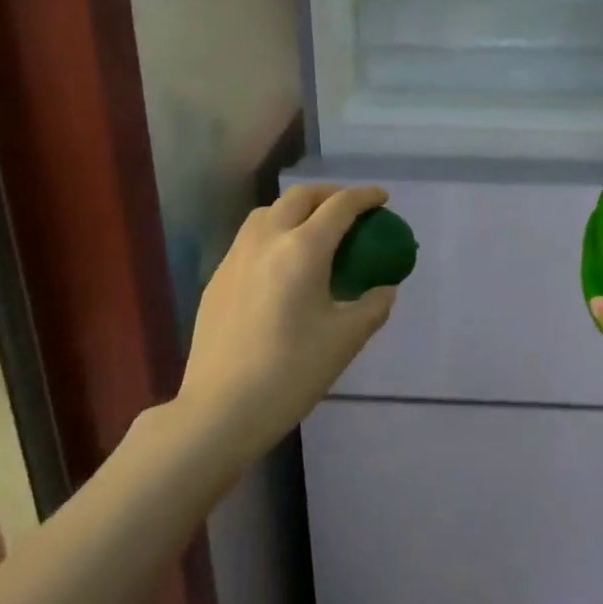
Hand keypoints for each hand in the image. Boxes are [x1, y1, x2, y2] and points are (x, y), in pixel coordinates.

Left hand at [175, 184, 398, 462]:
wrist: (221, 409)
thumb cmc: (291, 372)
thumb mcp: (345, 340)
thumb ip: (372, 306)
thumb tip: (384, 289)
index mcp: (303, 249)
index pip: (340, 206)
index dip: (365, 197)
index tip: (382, 198)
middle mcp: (267, 240)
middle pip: (300, 197)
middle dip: (329, 194)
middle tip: (350, 209)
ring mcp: (236, 256)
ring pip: (268, 211)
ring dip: (297, 208)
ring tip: (314, 228)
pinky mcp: (218, 277)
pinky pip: (250, 237)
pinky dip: (274, 231)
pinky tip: (281, 262)